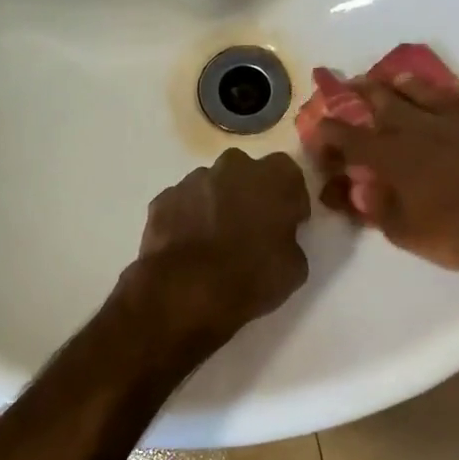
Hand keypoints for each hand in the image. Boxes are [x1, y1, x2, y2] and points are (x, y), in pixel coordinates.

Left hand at [130, 148, 311, 341]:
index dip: (290, 200)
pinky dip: (188, 218)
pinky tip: (190, 246)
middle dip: (251, 194)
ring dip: (218, 204)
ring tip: (216, 240)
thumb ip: (290, 240)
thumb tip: (280, 239)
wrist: (186, 292)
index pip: (289, 176)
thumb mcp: (295, 268)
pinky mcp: (163, 199)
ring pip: (213, 186)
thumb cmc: (251, 277)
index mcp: (274, 177)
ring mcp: (194, 180)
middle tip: (252, 227)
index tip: (289, 223)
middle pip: (248, 173)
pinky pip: (184, 203)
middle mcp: (234, 167)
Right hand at [306, 73, 458, 275]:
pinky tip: (458, 86)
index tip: (318, 127)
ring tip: (394, 78)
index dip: (331, 132)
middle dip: (363, 93)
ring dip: (407, 85)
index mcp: (395, 156)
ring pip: (427, 92)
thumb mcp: (408, 234)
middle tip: (351, 84)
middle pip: (386, 103)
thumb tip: (360, 190)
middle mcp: (423, 128)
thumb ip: (379, 209)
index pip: (352, 138)